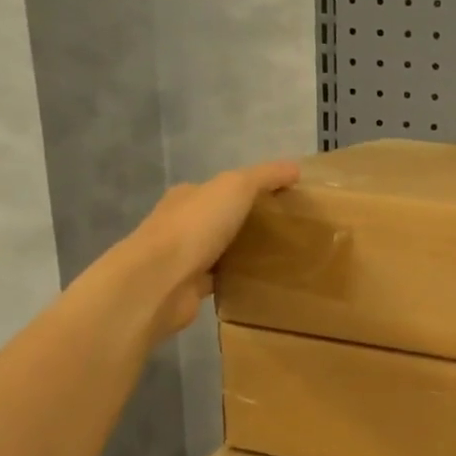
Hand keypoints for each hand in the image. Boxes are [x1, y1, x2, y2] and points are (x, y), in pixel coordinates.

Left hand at [125, 160, 300, 337]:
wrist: (160, 280)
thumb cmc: (196, 227)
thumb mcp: (236, 187)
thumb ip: (265, 176)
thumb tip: (295, 168)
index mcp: (188, 196)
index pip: (219, 188)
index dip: (247, 190)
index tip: (279, 200)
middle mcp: (181, 224)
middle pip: (219, 219)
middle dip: (246, 222)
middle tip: (284, 230)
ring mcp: (183, 258)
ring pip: (219, 250)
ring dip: (241, 252)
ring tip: (278, 256)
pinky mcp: (189, 287)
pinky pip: (219, 279)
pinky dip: (235, 279)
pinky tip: (259, 282)